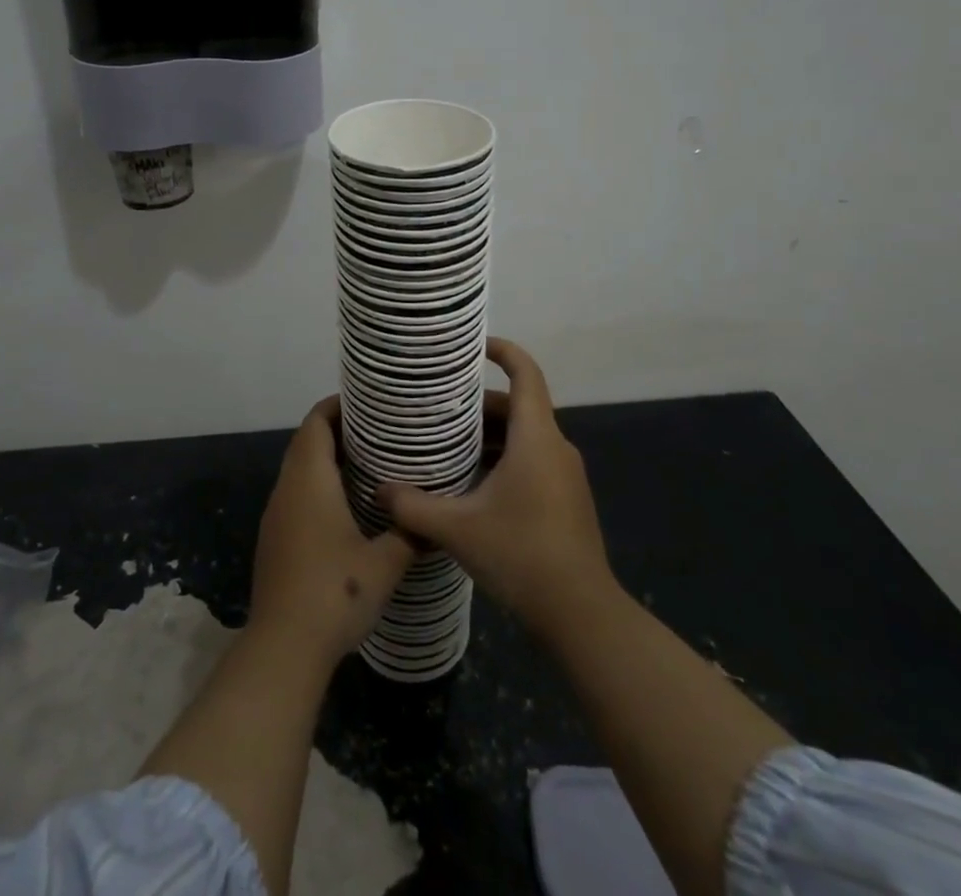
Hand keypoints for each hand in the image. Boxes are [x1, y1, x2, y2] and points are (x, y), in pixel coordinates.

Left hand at [250, 397, 416, 666]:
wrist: (283, 647)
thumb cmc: (335, 593)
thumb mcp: (385, 563)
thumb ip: (411, 533)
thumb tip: (435, 518)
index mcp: (309, 480)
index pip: (316, 422)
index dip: (338, 406)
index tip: (369, 403)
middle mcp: (287, 488)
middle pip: (307, 441)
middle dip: (338, 430)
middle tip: (379, 432)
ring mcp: (276, 515)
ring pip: (299, 469)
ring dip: (328, 459)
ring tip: (370, 464)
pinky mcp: (275, 539)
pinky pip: (296, 495)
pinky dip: (319, 485)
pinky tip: (348, 506)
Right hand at [376, 338, 613, 639]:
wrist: (581, 615)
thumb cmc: (521, 555)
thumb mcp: (457, 529)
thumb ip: (413, 506)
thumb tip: (379, 489)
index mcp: (536, 438)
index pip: (526, 373)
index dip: (504, 351)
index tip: (475, 345)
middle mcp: (556, 447)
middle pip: (519, 407)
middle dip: (479, 404)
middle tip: (439, 408)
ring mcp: (565, 476)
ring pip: (525, 437)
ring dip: (490, 436)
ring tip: (448, 444)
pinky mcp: (567, 500)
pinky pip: (533, 461)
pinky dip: (504, 459)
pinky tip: (473, 485)